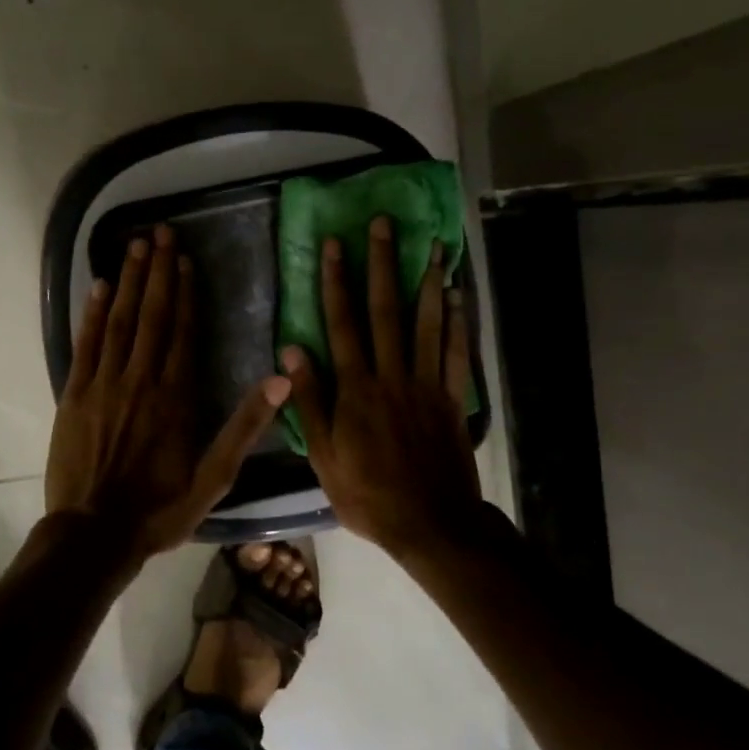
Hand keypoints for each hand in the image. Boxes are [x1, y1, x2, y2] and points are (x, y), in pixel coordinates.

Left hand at [47, 225, 290, 558]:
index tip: (186, 258)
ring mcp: (104, 383)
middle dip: (158, 270)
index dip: (187, 291)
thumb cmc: (159, 509)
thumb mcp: (214, 478)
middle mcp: (141, 379)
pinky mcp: (74, 393)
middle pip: (153, 314)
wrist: (94, 535)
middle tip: (161, 232)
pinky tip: (100, 285)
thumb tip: (280, 380)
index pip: (184, 330)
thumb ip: (245, 427)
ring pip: (120, 320)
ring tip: (136, 243)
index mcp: (176, 396)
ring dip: (130, 280)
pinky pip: (86, 343)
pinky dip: (93, 311)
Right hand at [282, 215, 482, 555]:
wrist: (430, 524)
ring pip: (426, 323)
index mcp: (356, 389)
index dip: (337, 282)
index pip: (342, 324)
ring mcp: (426, 384)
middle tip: (383, 225)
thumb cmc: (367, 494)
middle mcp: (391, 375)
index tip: (335, 245)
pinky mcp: (451, 398)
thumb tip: (292, 349)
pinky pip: (455, 353)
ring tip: (433, 245)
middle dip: (382, 264)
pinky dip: (456, 322)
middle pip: (385, 311)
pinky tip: (457, 295)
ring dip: (427, 281)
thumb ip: (308, 401)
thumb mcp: (323, 456)